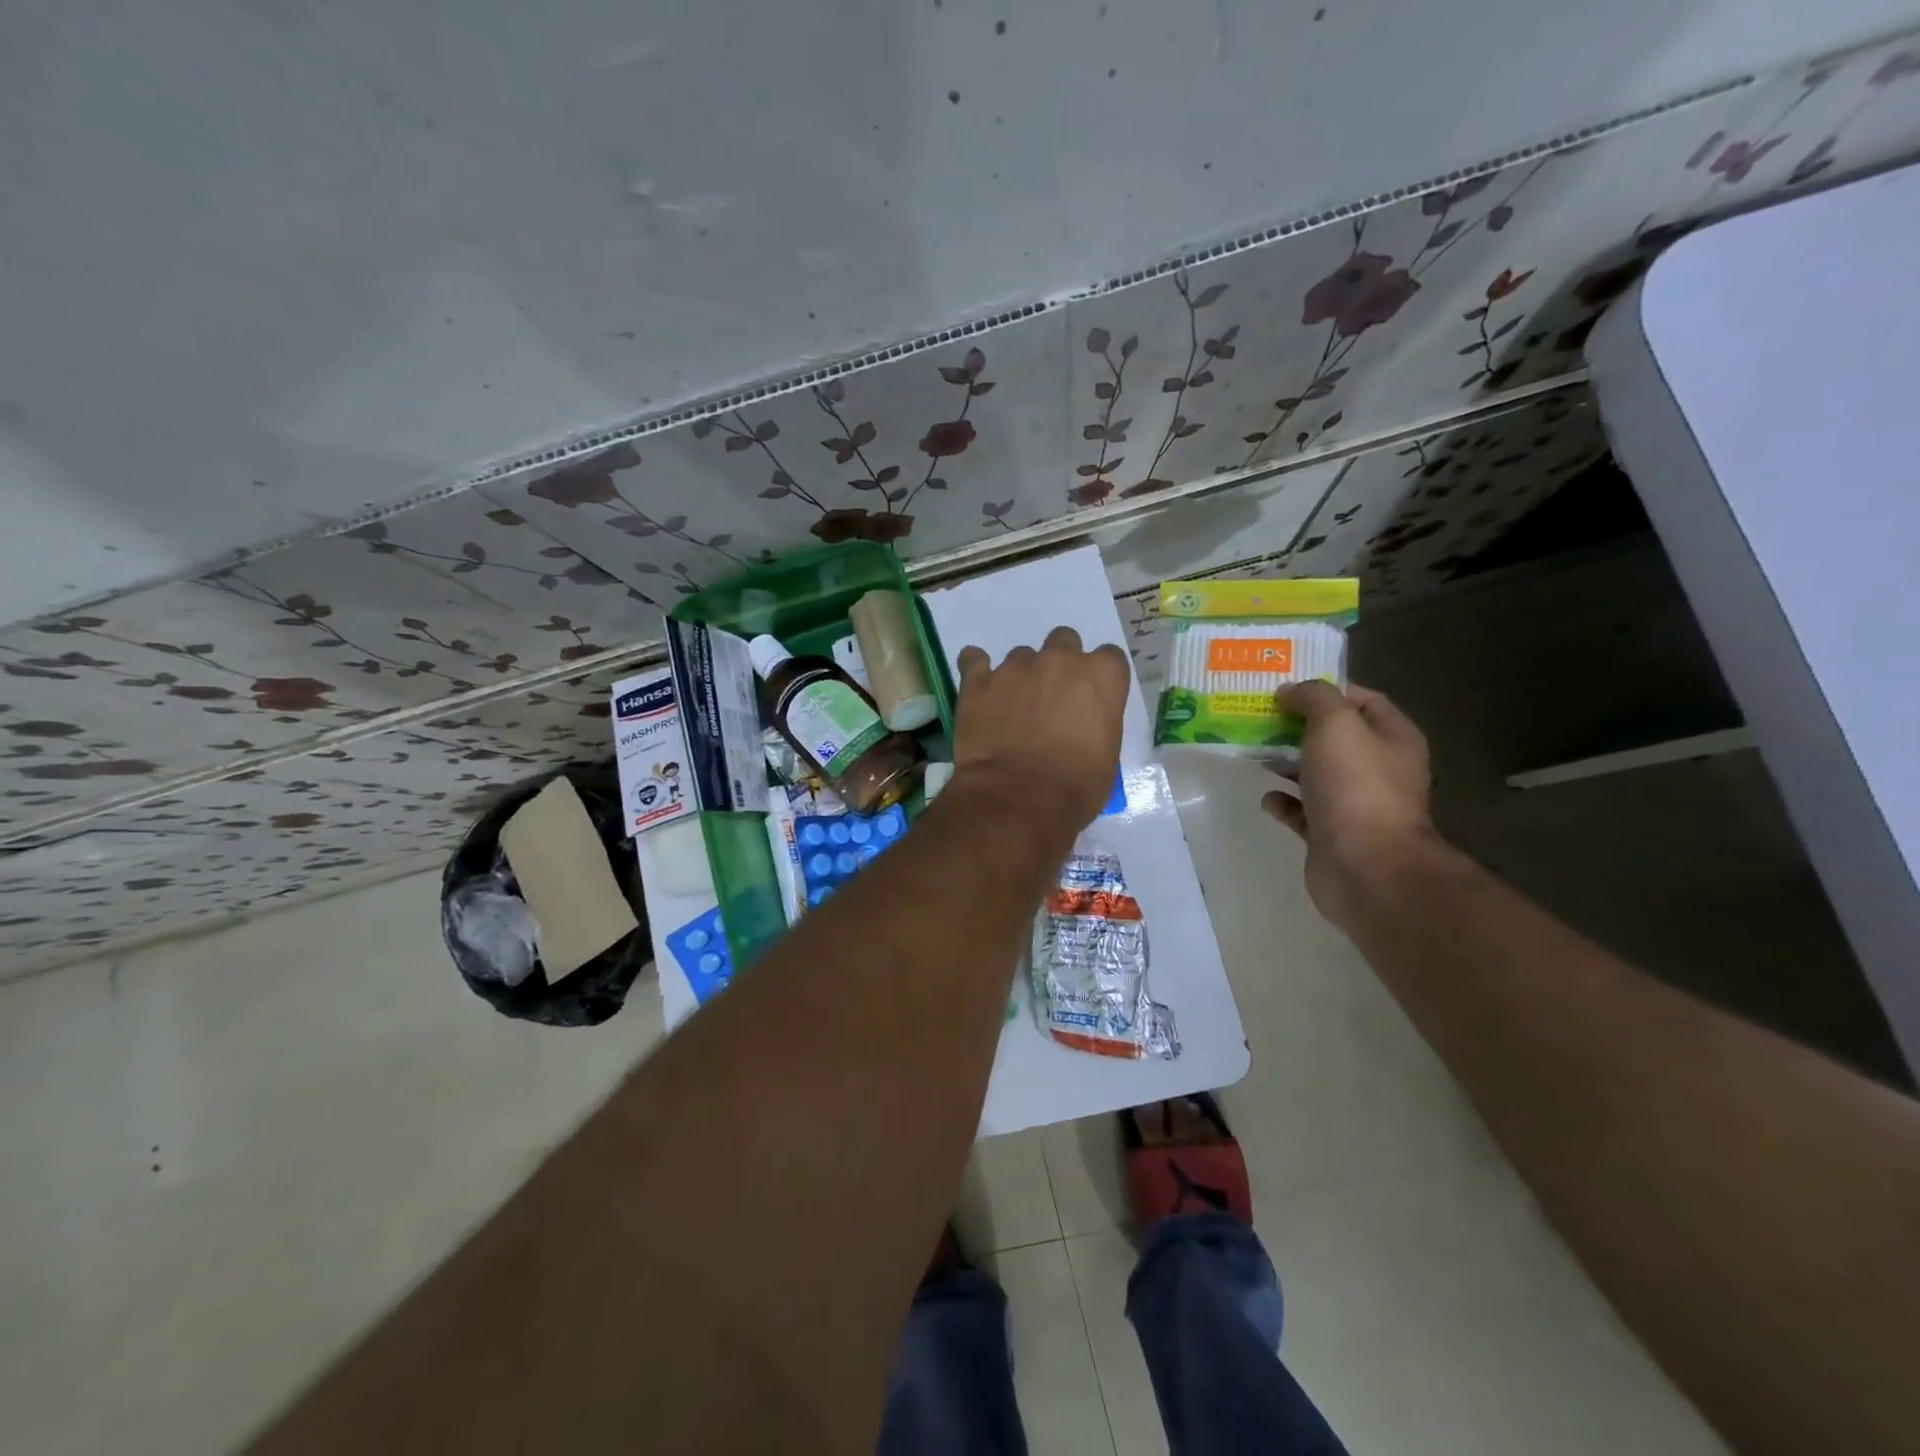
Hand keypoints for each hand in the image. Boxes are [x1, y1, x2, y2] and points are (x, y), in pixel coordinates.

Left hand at [951, 626, 1130, 837]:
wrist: (1019, 801)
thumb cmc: (1075, 787)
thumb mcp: (1107, 755)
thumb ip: (1097, 721)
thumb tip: (1081, 721)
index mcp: (1100, 676)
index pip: (1109, 657)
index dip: (1098, 678)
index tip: (1090, 698)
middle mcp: (1059, 660)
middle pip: (1064, 642)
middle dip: (1059, 665)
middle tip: (1051, 698)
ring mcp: (1015, 668)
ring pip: (1021, 656)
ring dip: (1021, 676)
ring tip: (1012, 709)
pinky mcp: (977, 682)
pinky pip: (974, 661)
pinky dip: (977, 671)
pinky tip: (979, 689)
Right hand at [1262, 681, 1434, 928]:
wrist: (1364, 865)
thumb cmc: (1356, 785)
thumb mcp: (1335, 724)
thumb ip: (1313, 698)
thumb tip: (1291, 691)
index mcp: (1393, 738)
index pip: (1364, 700)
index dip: (1327, 690)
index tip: (1286, 688)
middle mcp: (1380, 768)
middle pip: (1335, 737)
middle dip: (1298, 726)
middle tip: (1258, 716)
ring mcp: (1356, 804)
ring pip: (1316, 773)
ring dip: (1286, 762)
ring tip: (1252, 751)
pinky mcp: (1331, 834)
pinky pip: (1303, 811)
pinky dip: (1284, 801)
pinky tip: (1265, 796)